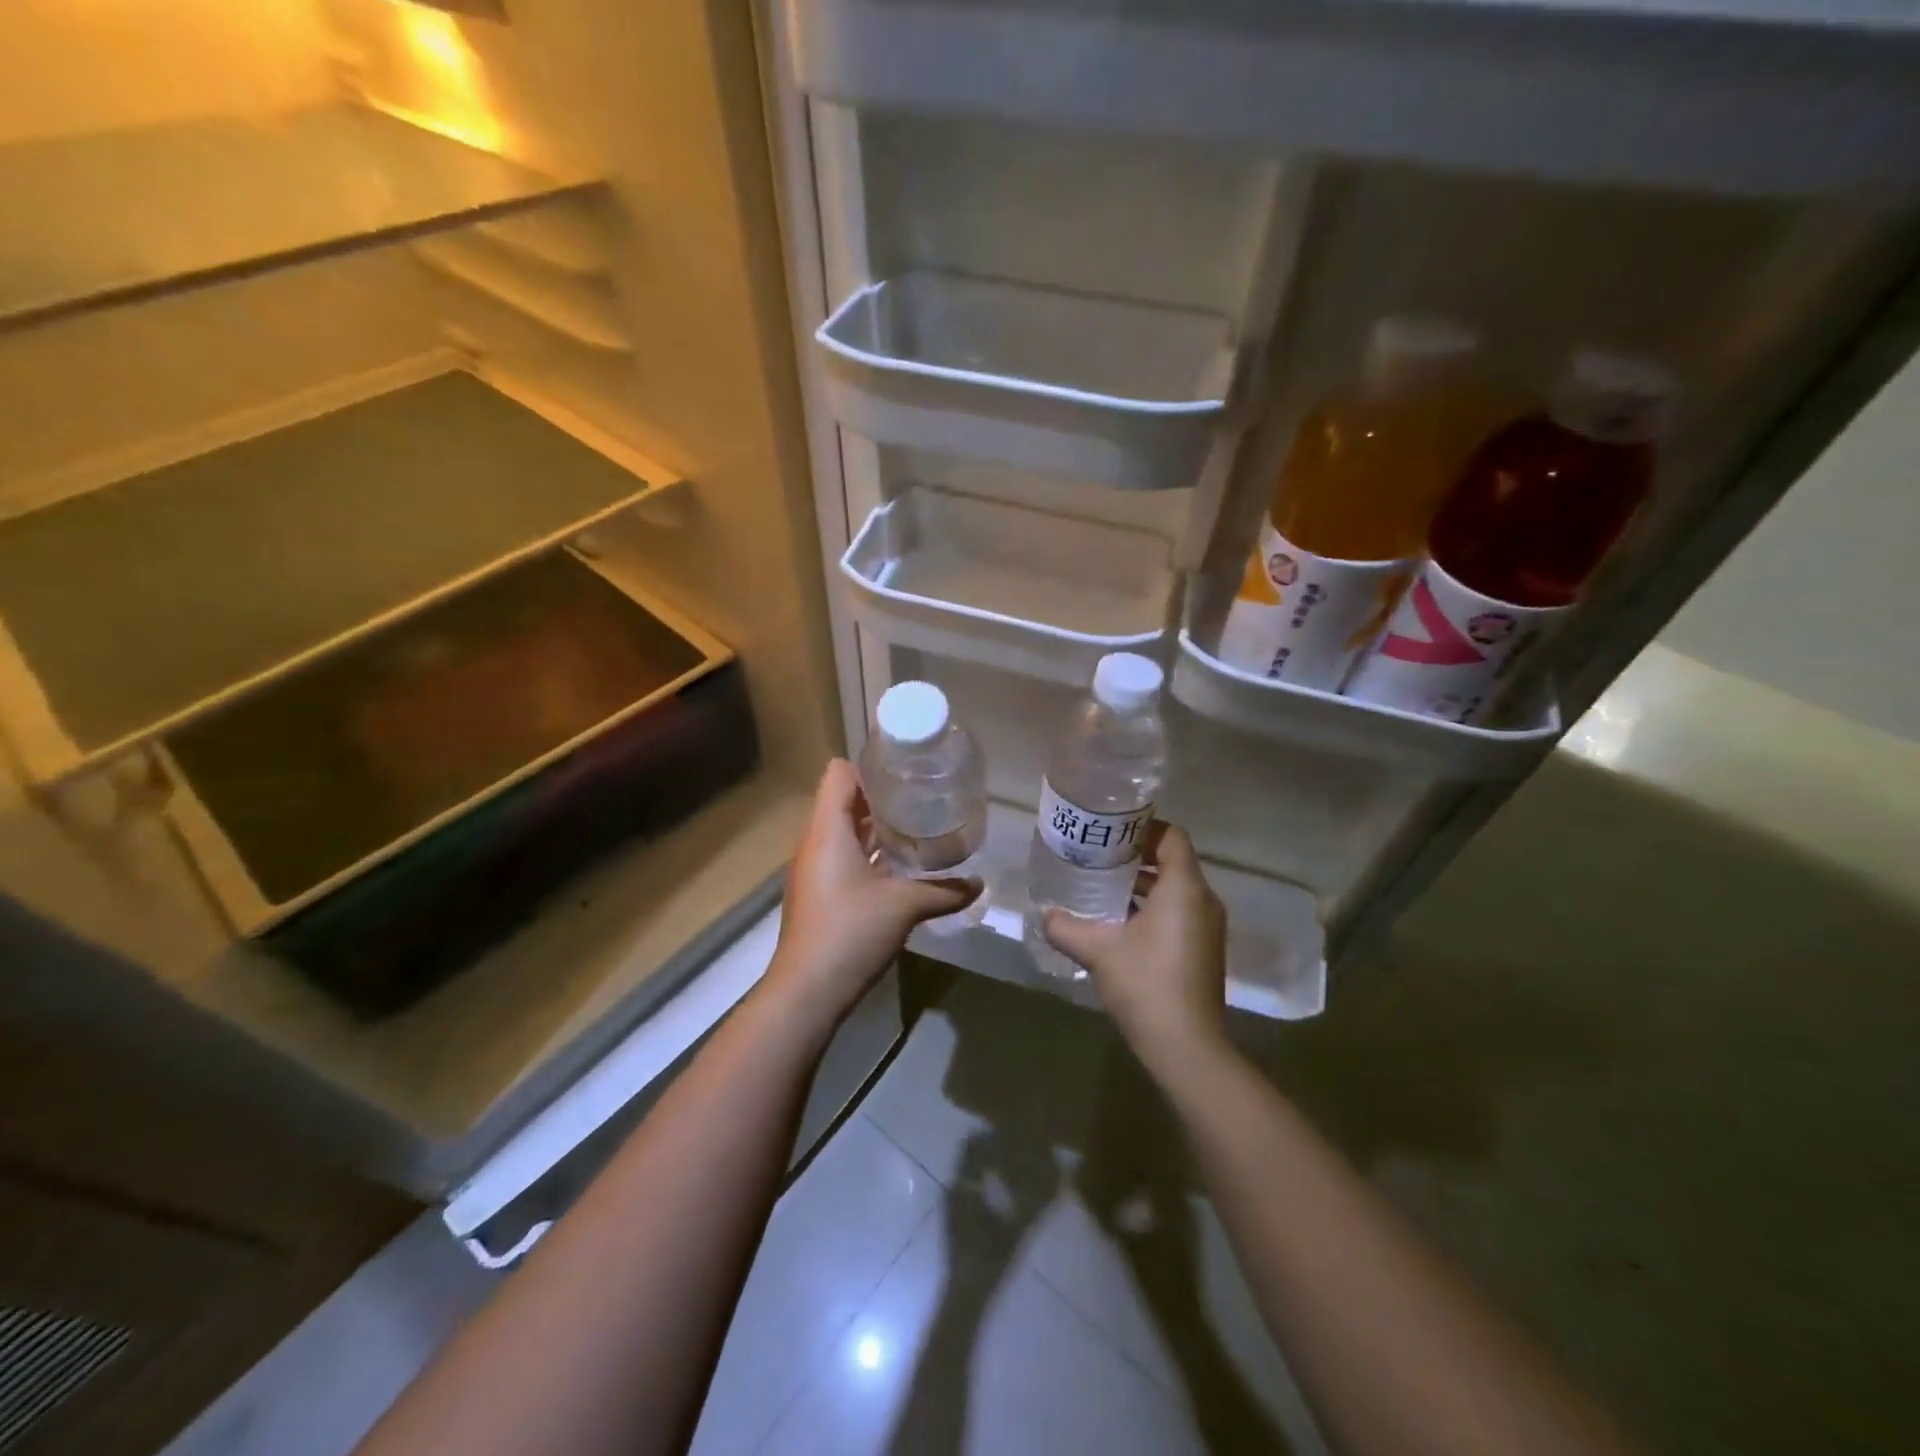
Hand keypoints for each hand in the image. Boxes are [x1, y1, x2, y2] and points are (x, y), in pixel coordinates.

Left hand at [765, 759, 979, 1028]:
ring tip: (916, 829)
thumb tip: (980, 884)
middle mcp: (815, 841)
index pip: (839, 773)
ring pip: (844, 831)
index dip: (870, 767)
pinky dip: (867, 854)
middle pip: (843, 800)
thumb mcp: (904, 906)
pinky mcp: (817, 893)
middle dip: (881, 798)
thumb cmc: (850, 932)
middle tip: (921, 799)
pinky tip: (898, 869)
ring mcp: (813, 868)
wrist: (806, 991)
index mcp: (828, 829)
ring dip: (875, 828)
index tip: (906, 774)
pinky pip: (842, 857)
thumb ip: (944, 891)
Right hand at [1043, 824, 1229, 1079]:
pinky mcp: (1204, 951)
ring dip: (1142, 886)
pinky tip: (1119, 926)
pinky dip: (1152, 910)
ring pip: (1175, 890)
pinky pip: (1179, 913)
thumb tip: (1044, 914)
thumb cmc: (1146, 983)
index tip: (1109, 835)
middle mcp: (1203, 901)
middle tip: (1097, 859)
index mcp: (1184, 888)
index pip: (1171, 836)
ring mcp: (1208, 928)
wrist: (1187, 1047)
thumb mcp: (1098, 950)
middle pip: (1172, 861)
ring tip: (1102, 890)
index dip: (1142, 829)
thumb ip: (1067, 927)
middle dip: (1135, 858)